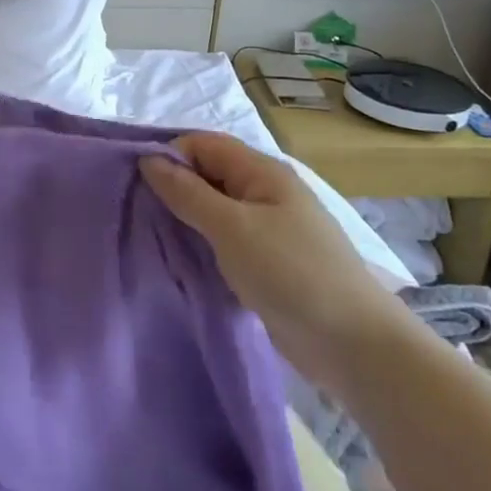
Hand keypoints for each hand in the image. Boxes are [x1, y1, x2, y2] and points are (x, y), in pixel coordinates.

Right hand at [140, 133, 412, 388]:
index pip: (203, 144)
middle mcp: (264, 192)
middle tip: (135, 209)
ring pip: (213, 209)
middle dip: (172, 186)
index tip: (135, 182)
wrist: (355, 346)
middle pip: (207, 174)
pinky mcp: (266, 262)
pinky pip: (223, 240)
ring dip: (184, 217)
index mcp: (261, 172)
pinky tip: (177, 259)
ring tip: (148, 234)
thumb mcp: (232, 228)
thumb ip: (187, 192)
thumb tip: (148, 160)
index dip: (169, 154)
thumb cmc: (292, 273)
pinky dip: (200, 244)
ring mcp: (267, 229)